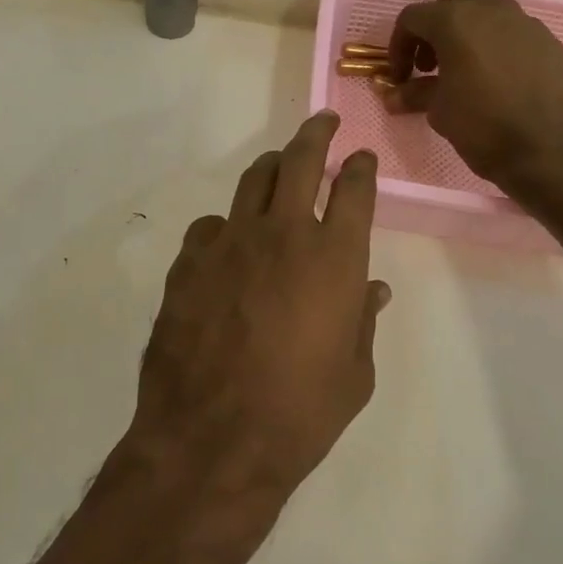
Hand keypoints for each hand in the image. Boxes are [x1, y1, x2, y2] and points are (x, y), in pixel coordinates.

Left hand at [127, 112, 390, 498]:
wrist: (212, 441)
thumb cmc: (299, 414)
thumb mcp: (354, 374)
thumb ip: (363, 321)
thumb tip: (372, 290)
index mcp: (335, 258)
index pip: (354, 190)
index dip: (361, 167)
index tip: (362, 157)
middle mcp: (284, 234)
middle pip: (300, 161)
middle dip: (315, 134)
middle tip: (322, 122)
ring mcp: (231, 243)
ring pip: (253, 180)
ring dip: (272, 166)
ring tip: (280, 165)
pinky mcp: (189, 262)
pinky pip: (212, 226)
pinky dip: (228, 226)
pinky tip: (230, 244)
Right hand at [385, 0, 562, 190]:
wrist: (550, 151)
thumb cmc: (484, 126)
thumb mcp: (439, 111)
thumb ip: (415, 93)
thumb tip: (393, 96)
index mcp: (456, 21)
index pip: (413, 17)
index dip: (398, 46)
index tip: (401, 77)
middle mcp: (491, 10)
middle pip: (452, 1)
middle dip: (435, 28)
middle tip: (430, 65)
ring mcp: (526, 23)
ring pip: (487, 11)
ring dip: (468, 33)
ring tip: (465, 70)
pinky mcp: (550, 42)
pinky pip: (515, 33)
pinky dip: (498, 46)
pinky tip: (500, 80)